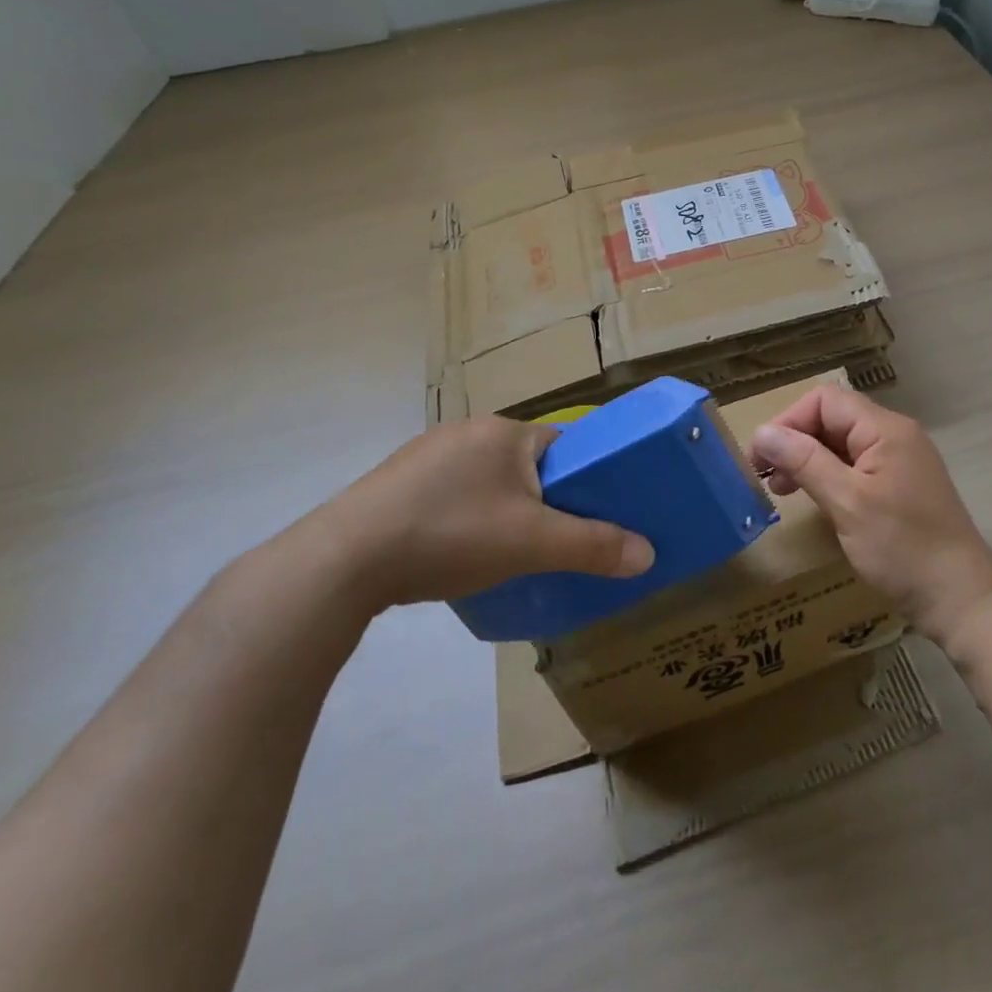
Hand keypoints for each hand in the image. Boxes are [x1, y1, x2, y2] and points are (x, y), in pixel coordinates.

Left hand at [305, 418, 654, 611]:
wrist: (344, 560)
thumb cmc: (451, 533)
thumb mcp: (532, 543)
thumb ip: (593, 546)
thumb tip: (648, 554)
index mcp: (504, 431)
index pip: (562, 443)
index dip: (583, 476)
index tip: (593, 512)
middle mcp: (466, 431)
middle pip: (525, 463)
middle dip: (543, 498)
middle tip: (552, 540)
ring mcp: (425, 455)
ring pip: (486, 480)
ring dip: (502, 509)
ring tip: (505, 552)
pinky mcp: (395, 482)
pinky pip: (450, 493)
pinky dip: (464, 516)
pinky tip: (456, 551)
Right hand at [750, 384, 991, 643]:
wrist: (962, 599)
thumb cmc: (903, 548)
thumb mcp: (847, 503)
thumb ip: (804, 461)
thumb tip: (762, 432)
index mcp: (885, 429)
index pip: (825, 401)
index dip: (789, 422)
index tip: (762, 458)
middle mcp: (894, 435)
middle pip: (833, 418)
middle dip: (795, 441)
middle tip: (767, 479)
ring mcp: (900, 461)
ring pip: (842, 443)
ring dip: (808, 460)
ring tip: (783, 490)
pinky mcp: (901, 486)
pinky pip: (856, 466)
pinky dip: (829, 476)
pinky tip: (814, 499)